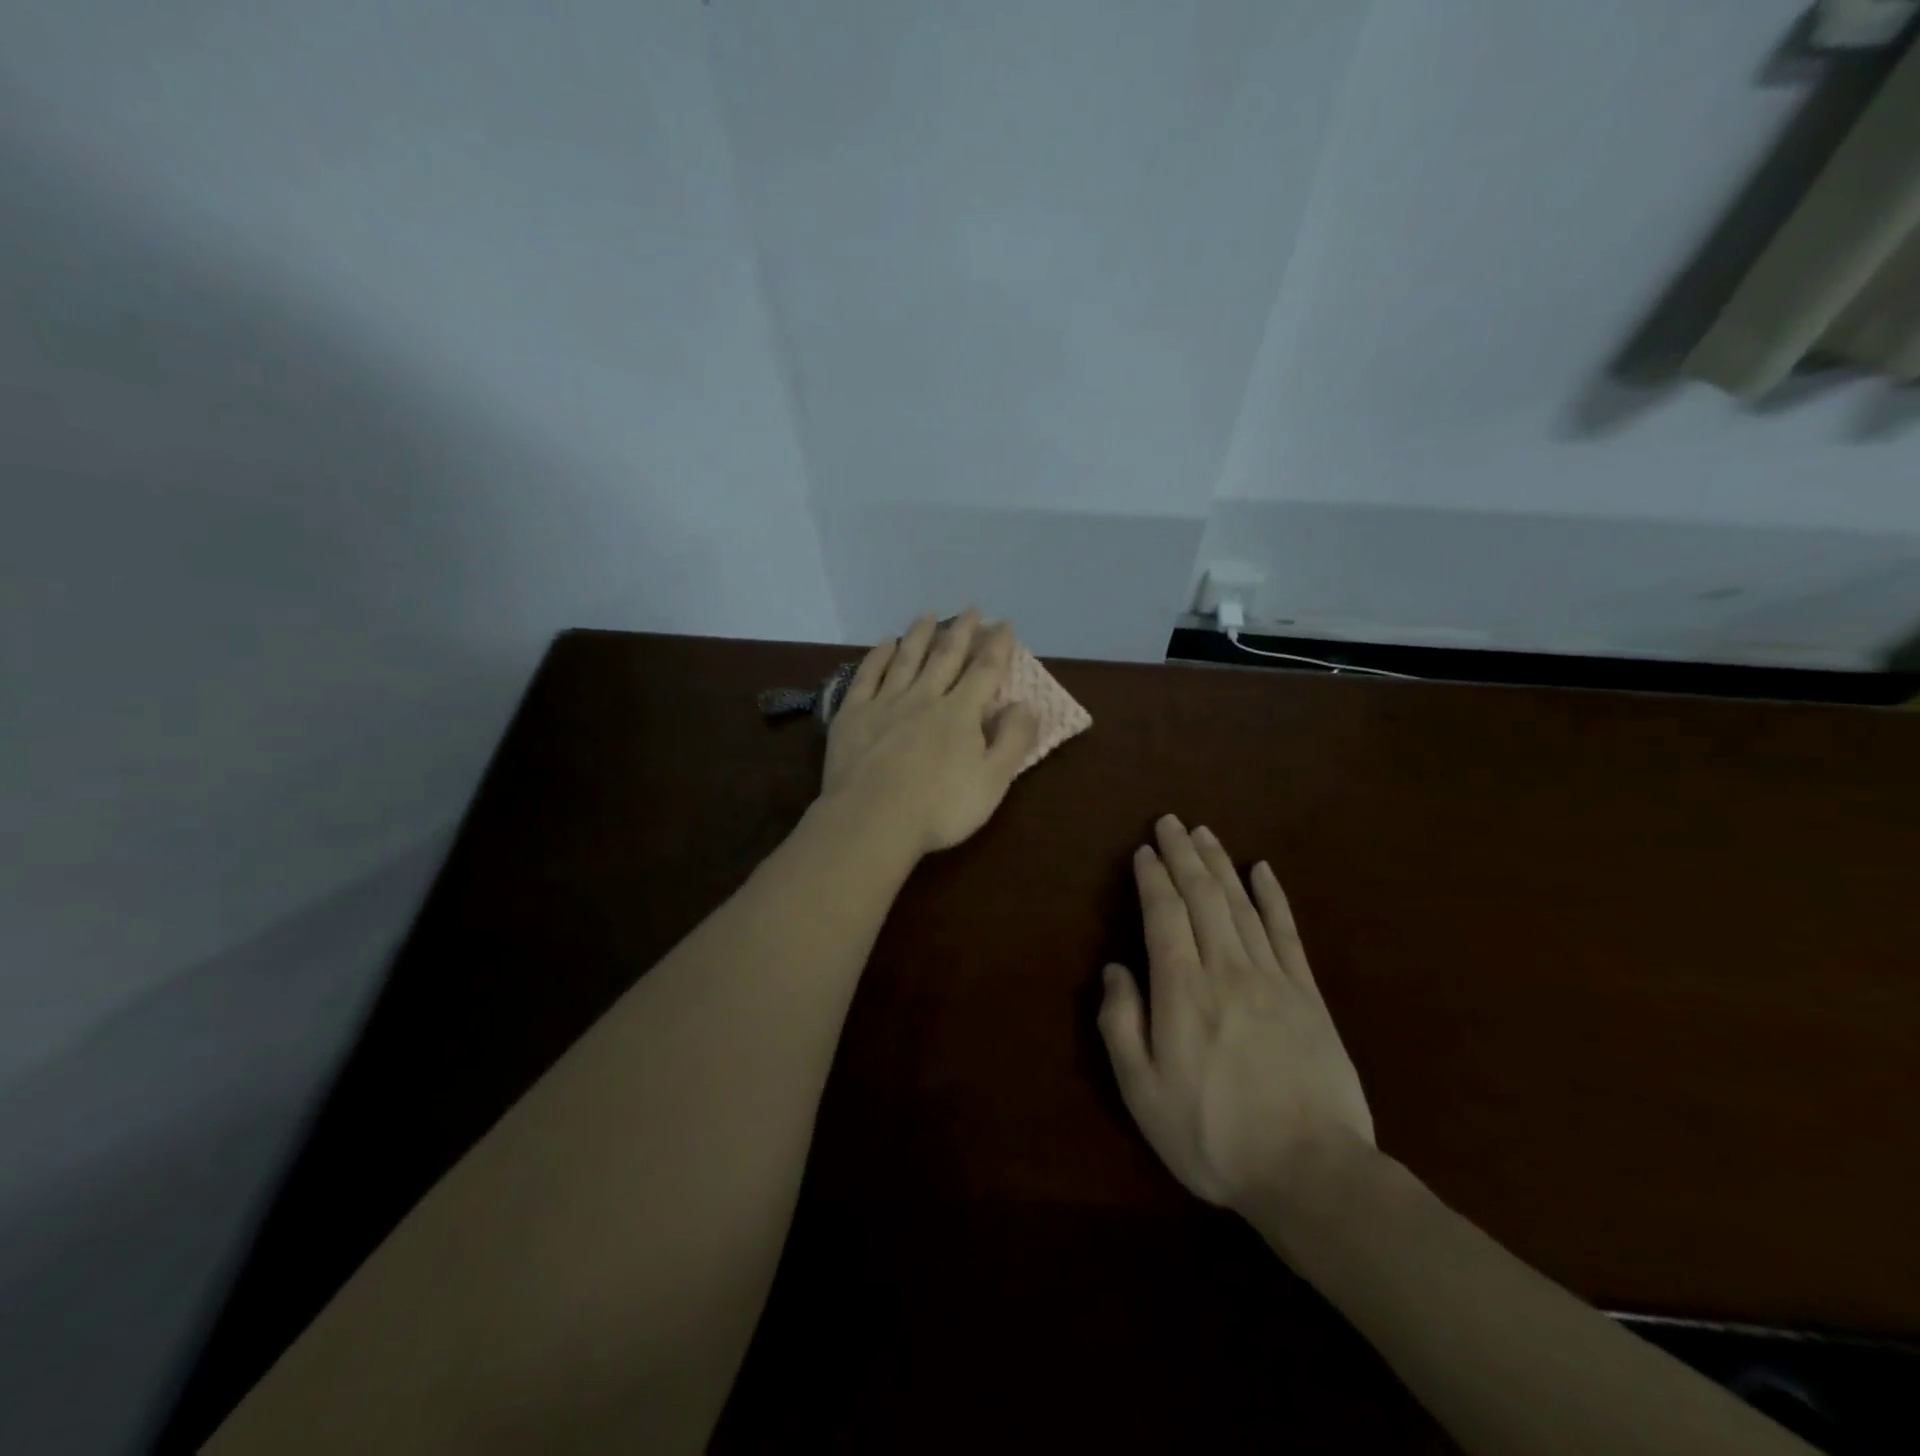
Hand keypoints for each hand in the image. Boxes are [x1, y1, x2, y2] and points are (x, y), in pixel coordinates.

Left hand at [821, 611, 1040, 857]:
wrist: (872, 820)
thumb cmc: (940, 808)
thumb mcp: (993, 781)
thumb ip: (1013, 740)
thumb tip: (1028, 704)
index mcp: (960, 713)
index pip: (984, 671)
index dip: (997, 646)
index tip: (1003, 624)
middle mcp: (924, 697)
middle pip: (945, 657)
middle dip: (960, 631)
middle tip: (970, 610)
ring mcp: (885, 703)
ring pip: (906, 659)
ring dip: (919, 635)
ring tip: (928, 616)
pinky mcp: (853, 714)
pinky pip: (867, 676)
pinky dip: (878, 656)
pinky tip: (884, 644)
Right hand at [1098, 815, 1374, 1215]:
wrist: (1311, 1173)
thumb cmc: (1212, 1135)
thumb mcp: (1142, 1091)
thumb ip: (1121, 1024)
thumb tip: (1115, 970)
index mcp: (1183, 990)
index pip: (1164, 914)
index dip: (1152, 877)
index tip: (1144, 850)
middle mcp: (1226, 968)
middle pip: (1203, 896)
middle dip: (1183, 854)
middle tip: (1171, 821)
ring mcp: (1273, 978)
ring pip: (1242, 904)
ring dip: (1220, 864)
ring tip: (1205, 834)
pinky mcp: (1308, 995)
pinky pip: (1287, 933)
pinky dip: (1274, 897)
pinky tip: (1264, 871)